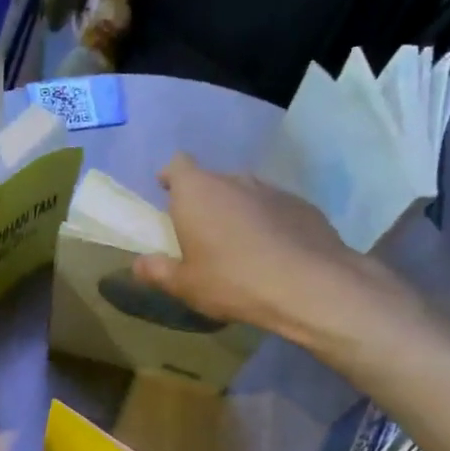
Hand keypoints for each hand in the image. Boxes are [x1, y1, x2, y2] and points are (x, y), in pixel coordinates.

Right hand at [131, 154, 428, 367]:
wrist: (310, 285)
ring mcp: (272, 189)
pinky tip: (273, 254)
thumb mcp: (185, 285)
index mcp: (197, 192)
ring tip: (239, 247)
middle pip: (212, 180)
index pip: (178, 164)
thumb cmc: (232, 281)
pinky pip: (274, 209)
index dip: (171, 177)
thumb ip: (158, 271)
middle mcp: (234, 180)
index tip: (167, 194)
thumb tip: (139, 264)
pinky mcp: (303, 205)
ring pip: (245, 193)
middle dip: (204, 201)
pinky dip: (268, 223)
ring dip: (238, 212)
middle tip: (201, 234)